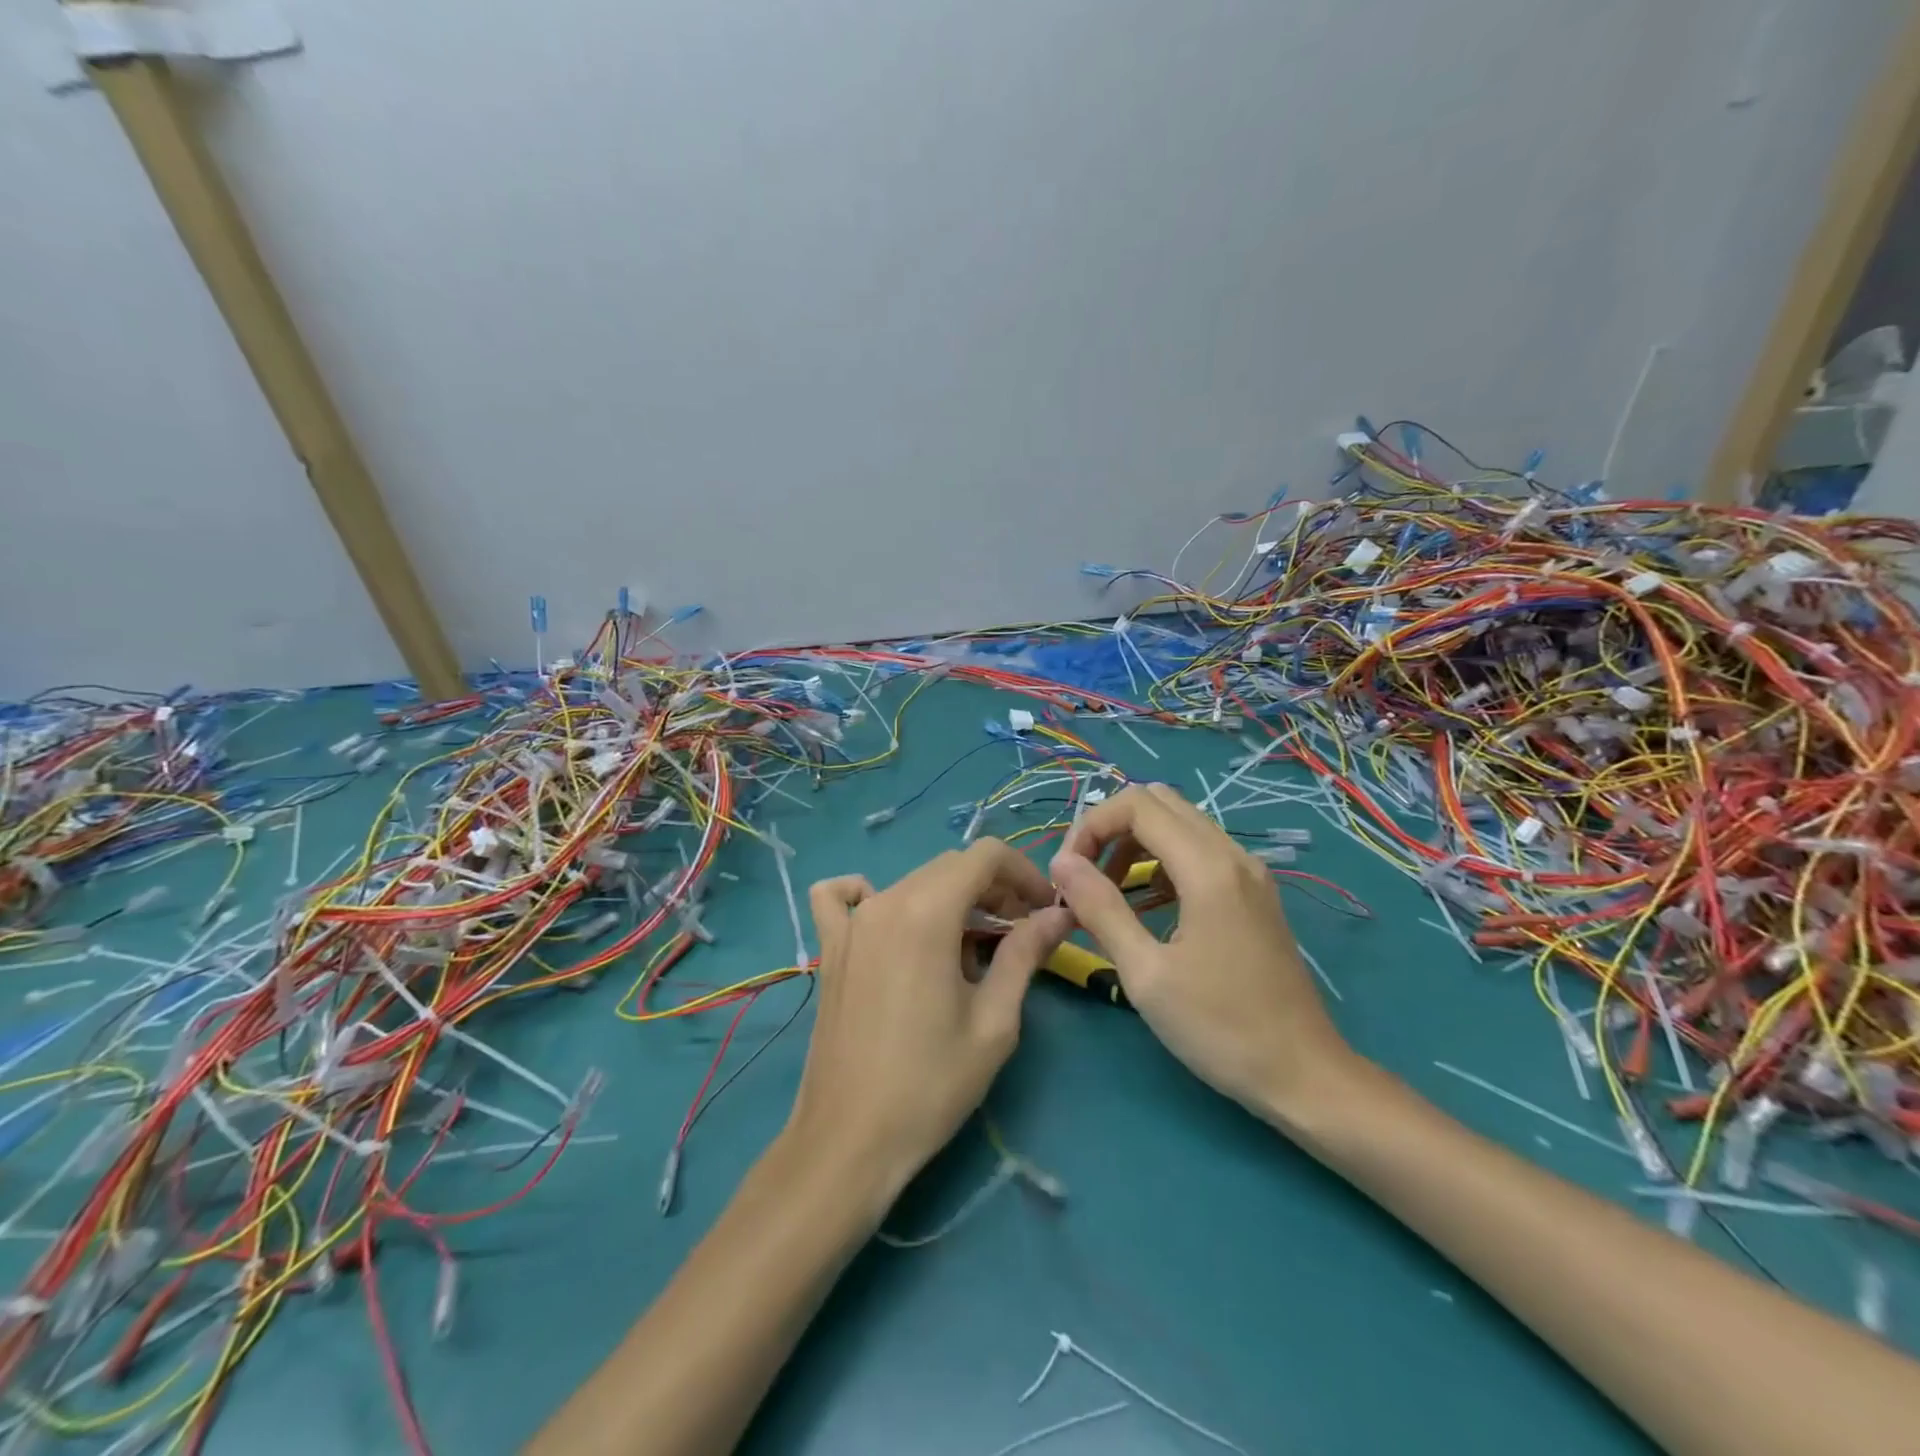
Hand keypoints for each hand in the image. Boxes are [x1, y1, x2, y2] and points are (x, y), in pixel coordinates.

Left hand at [786, 840, 1071, 1195]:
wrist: (849, 1139)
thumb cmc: (931, 1084)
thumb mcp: (994, 1021)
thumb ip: (1025, 954)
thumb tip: (1057, 915)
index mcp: (927, 911)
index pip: (984, 855)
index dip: (1022, 873)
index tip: (1042, 910)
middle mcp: (885, 901)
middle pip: (949, 866)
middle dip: (992, 887)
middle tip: (1018, 932)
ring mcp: (851, 922)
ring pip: (911, 881)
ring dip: (949, 897)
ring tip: (970, 944)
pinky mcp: (830, 947)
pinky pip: (842, 897)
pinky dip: (870, 895)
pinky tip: (889, 925)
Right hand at [1048, 783, 1352, 1121]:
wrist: (1304, 1075)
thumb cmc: (1220, 1029)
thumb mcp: (1146, 974)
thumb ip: (1100, 909)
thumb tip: (1061, 864)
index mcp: (1208, 868)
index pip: (1136, 805)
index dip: (1090, 826)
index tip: (1066, 873)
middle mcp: (1232, 855)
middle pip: (1158, 802)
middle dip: (1110, 827)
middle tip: (1083, 875)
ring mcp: (1248, 872)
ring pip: (1179, 824)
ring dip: (1134, 843)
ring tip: (1105, 892)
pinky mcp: (1253, 892)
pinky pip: (1198, 851)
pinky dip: (1161, 861)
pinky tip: (1145, 905)